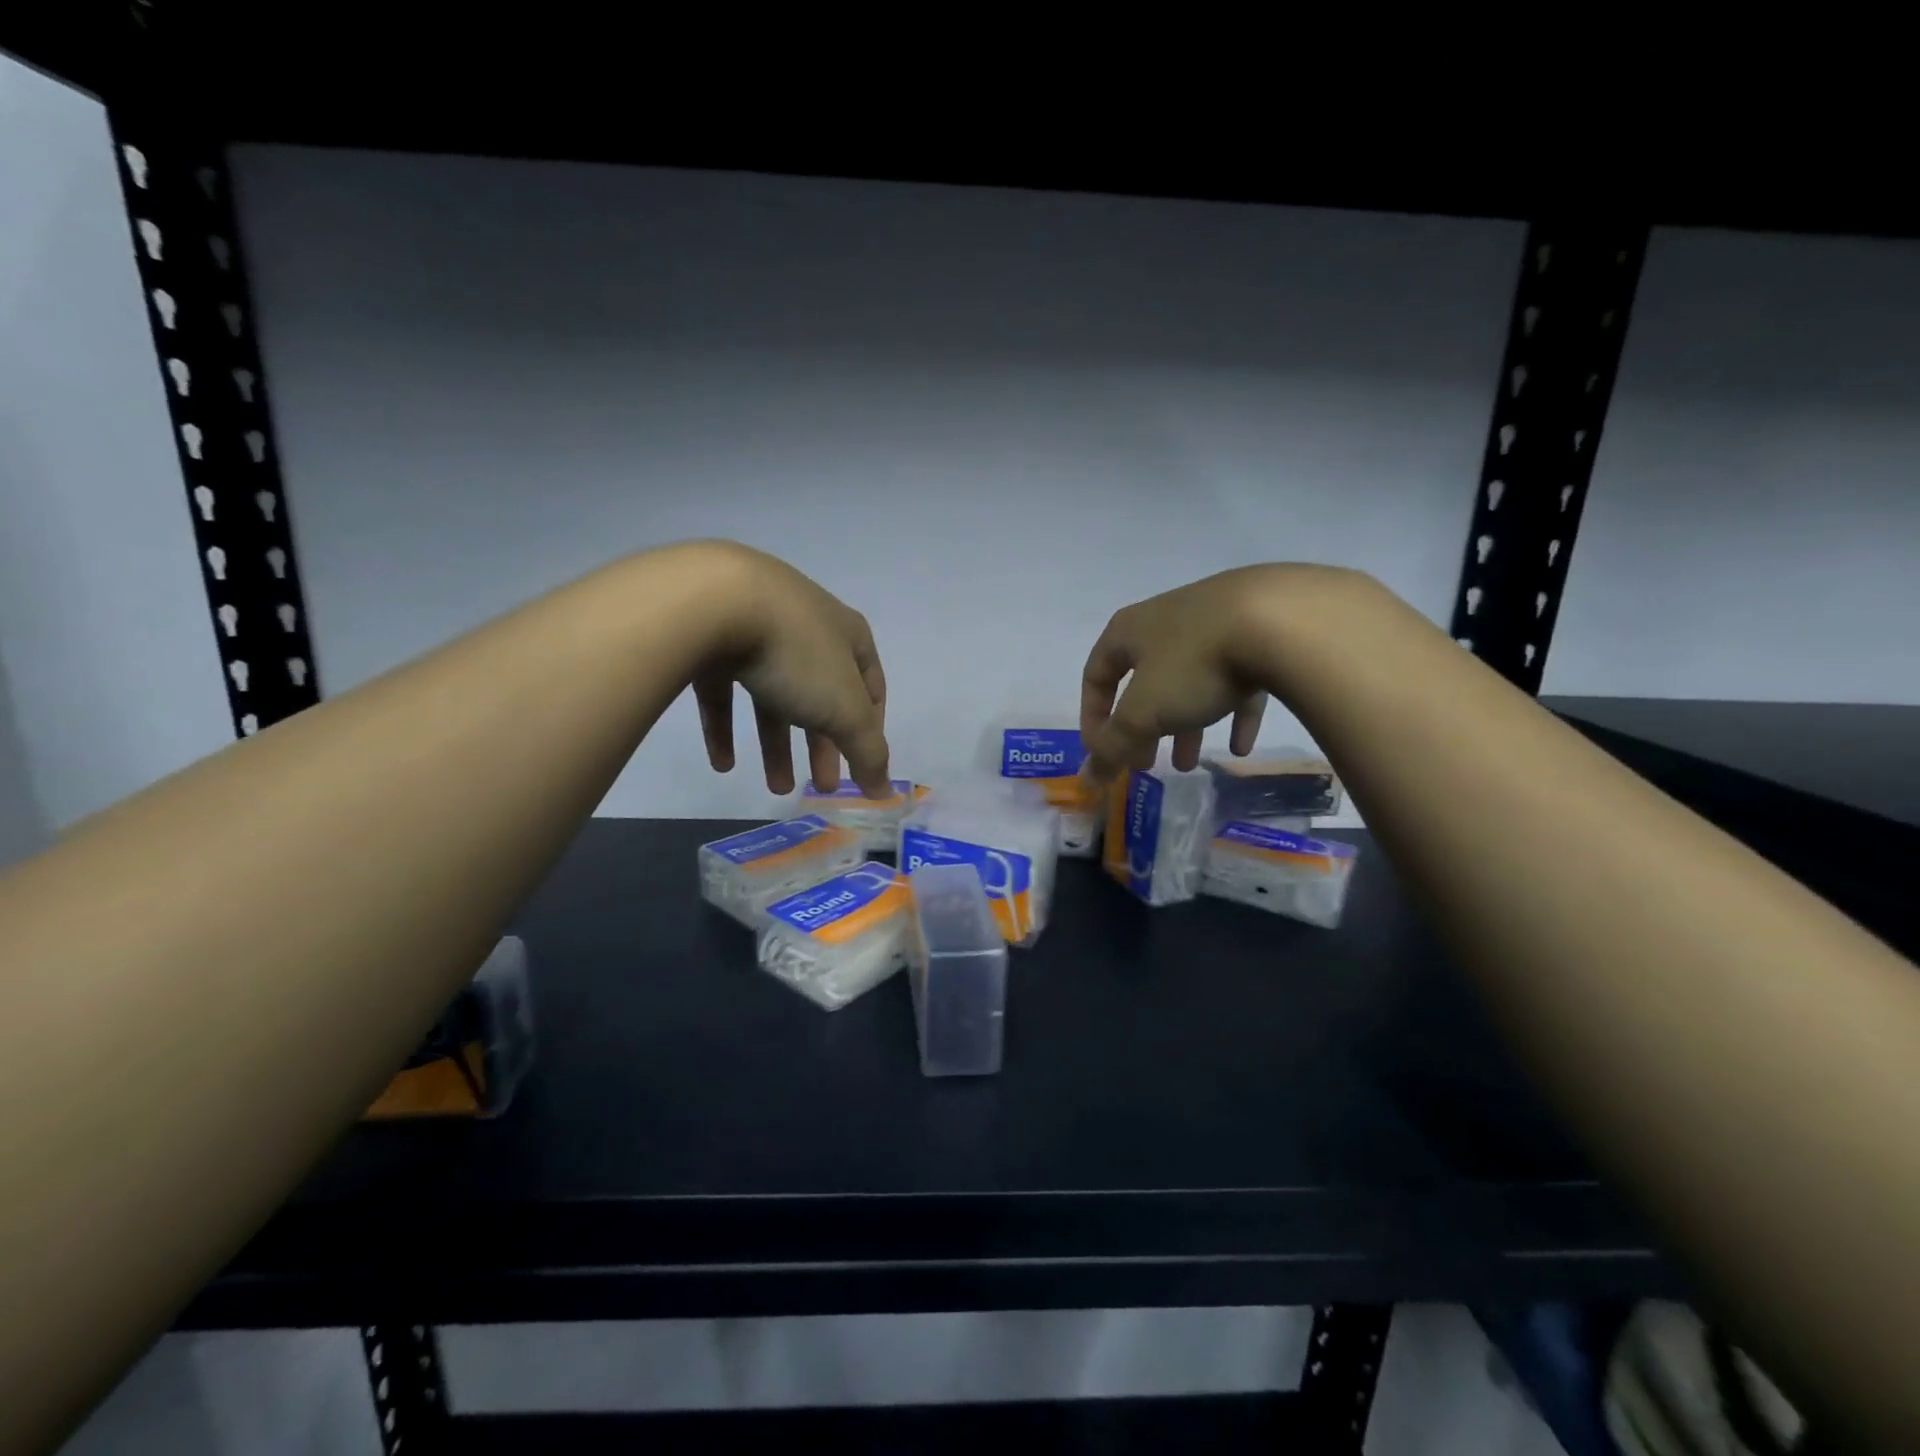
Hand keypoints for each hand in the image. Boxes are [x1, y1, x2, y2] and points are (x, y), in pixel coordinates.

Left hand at [688, 544, 891, 797]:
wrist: (714, 602)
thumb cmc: (798, 655)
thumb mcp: (845, 710)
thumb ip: (868, 753)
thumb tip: (885, 792)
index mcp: (848, 635)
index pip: (871, 687)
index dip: (870, 728)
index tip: (862, 764)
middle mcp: (807, 628)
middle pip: (821, 697)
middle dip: (822, 746)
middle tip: (820, 786)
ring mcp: (757, 630)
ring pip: (773, 697)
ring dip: (776, 745)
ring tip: (775, 788)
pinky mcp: (712, 639)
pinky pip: (725, 690)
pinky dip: (727, 728)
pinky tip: (723, 764)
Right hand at [1079, 564, 1359, 780]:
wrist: (1282, 621)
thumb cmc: (1194, 664)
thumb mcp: (1143, 713)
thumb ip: (1113, 747)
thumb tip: (1087, 778)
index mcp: (1129, 630)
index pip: (1096, 676)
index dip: (1093, 718)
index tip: (1104, 754)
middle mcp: (1166, 621)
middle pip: (1144, 683)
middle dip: (1142, 728)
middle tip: (1146, 763)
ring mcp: (1215, 623)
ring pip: (1190, 683)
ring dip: (1185, 726)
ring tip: (1190, 764)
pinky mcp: (1258, 633)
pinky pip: (1237, 679)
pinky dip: (1232, 713)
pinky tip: (1241, 747)